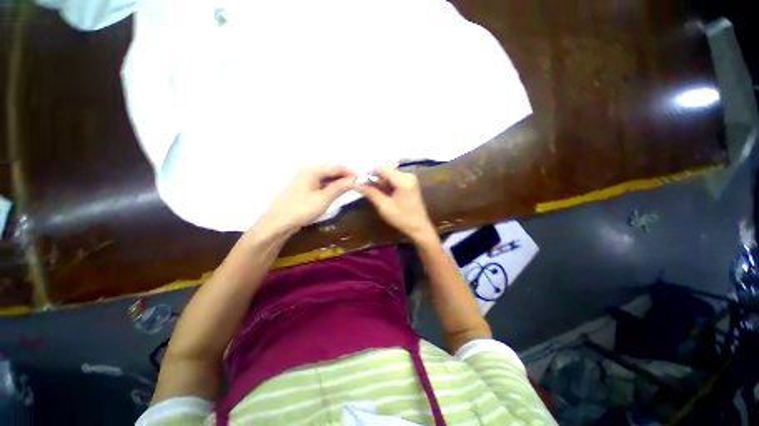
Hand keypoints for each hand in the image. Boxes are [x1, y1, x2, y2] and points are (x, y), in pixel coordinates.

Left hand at [258, 165, 355, 232]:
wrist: (277, 223)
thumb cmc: (301, 210)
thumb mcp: (323, 199)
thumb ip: (339, 188)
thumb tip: (355, 179)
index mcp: (312, 169)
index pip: (337, 166)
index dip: (351, 172)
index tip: (362, 181)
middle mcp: (308, 169)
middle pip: (332, 169)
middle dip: (345, 176)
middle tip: (357, 186)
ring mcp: (305, 177)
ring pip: (327, 176)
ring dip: (339, 181)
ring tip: (350, 189)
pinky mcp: (304, 186)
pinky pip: (321, 182)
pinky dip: (331, 186)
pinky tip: (337, 192)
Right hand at [358, 166, 435, 241]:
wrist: (419, 227)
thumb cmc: (402, 218)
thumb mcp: (384, 206)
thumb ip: (371, 193)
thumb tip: (357, 184)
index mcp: (403, 180)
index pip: (383, 169)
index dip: (370, 172)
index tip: (360, 179)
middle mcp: (408, 175)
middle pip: (387, 171)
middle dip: (376, 179)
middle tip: (368, 189)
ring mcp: (411, 179)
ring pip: (391, 175)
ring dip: (382, 182)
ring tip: (377, 194)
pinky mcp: (411, 183)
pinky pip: (396, 179)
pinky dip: (388, 185)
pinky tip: (385, 194)